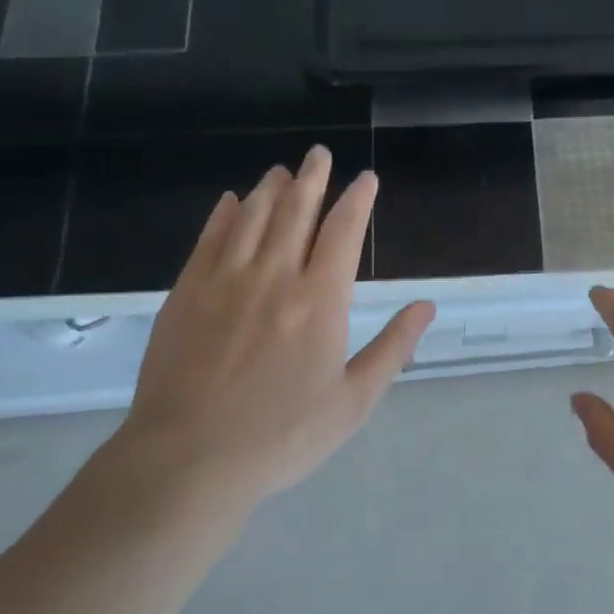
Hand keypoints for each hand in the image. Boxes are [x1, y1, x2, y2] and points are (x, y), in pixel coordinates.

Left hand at [89, 147, 434, 525]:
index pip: (344, 232)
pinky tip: (232, 201)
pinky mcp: (186, 292)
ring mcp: (225, 280)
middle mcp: (274, 276)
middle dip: (313, 178)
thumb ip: (392, 349)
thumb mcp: (352, 402)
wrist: (189, 460)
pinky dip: (225, 214)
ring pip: (253, 217)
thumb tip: (427, 306)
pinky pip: (209, 238)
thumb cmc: (281, 436)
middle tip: (319, 153)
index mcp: (320, 300)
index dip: (358, 200)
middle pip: (297, 211)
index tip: (366, 178)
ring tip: (282, 170)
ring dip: (271, 188)